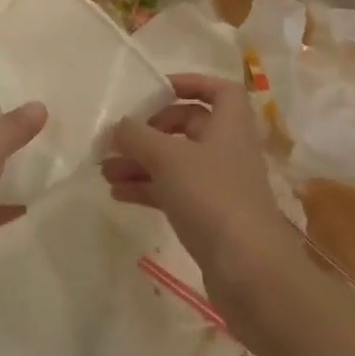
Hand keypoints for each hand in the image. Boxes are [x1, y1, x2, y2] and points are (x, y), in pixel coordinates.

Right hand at [103, 73, 301, 317]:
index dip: (190, 83)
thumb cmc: (212, 196)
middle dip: (150, 129)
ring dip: (140, 161)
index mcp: (229, 124)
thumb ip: (136, 136)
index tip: (157, 89)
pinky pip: (173, 190)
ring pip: (175, 161)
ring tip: (104, 170)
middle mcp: (226, 149)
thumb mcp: (167, 157)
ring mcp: (219, 185)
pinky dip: (147, 188)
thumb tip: (116, 127)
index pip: (218, 89)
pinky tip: (118, 193)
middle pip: (188, 125)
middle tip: (120, 137)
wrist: (249, 272)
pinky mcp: (209, 216)